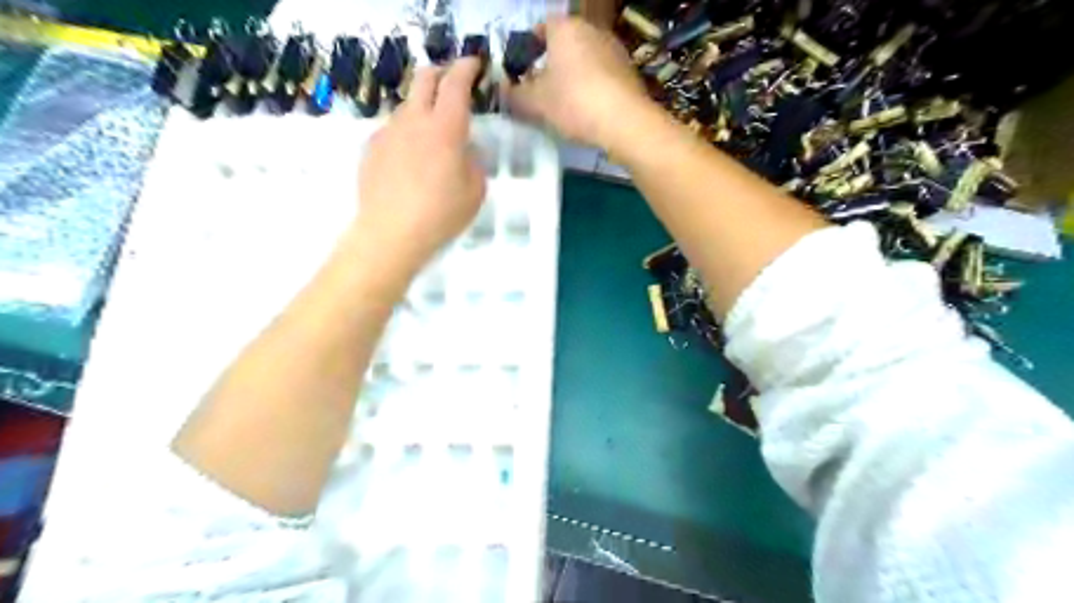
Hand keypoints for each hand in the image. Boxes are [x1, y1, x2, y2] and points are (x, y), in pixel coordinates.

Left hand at [355, 57, 487, 273]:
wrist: (390, 233)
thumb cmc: (441, 214)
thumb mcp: (475, 191)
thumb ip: (474, 162)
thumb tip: (464, 150)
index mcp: (446, 128)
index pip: (456, 84)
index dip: (467, 68)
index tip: (475, 65)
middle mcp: (415, 120)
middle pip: (425, 79)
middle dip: (442, 73)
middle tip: (453, 82)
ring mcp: (389, 131)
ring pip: (407, 103)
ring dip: (423, 104)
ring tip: (433, 127)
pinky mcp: (372, 147)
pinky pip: (393, 128)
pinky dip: (407, 130)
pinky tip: (411, 155)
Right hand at [510, 15, 648, 152]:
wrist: (625, 122)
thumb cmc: (574, 102)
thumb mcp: (535, 103)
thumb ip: (514, 95)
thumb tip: (504, 91)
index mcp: (565, 28)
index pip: (541, 27)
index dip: (529, 48)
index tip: (522, 70)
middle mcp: (592, 30)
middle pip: (565, 43)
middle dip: (551, 64)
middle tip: (540, 90)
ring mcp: (614, 49)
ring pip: (585, 59)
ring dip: (573, 76)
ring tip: (564, 104)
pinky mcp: (629, 71)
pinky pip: (602, 75)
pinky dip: (592, 87)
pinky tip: (588, 110)